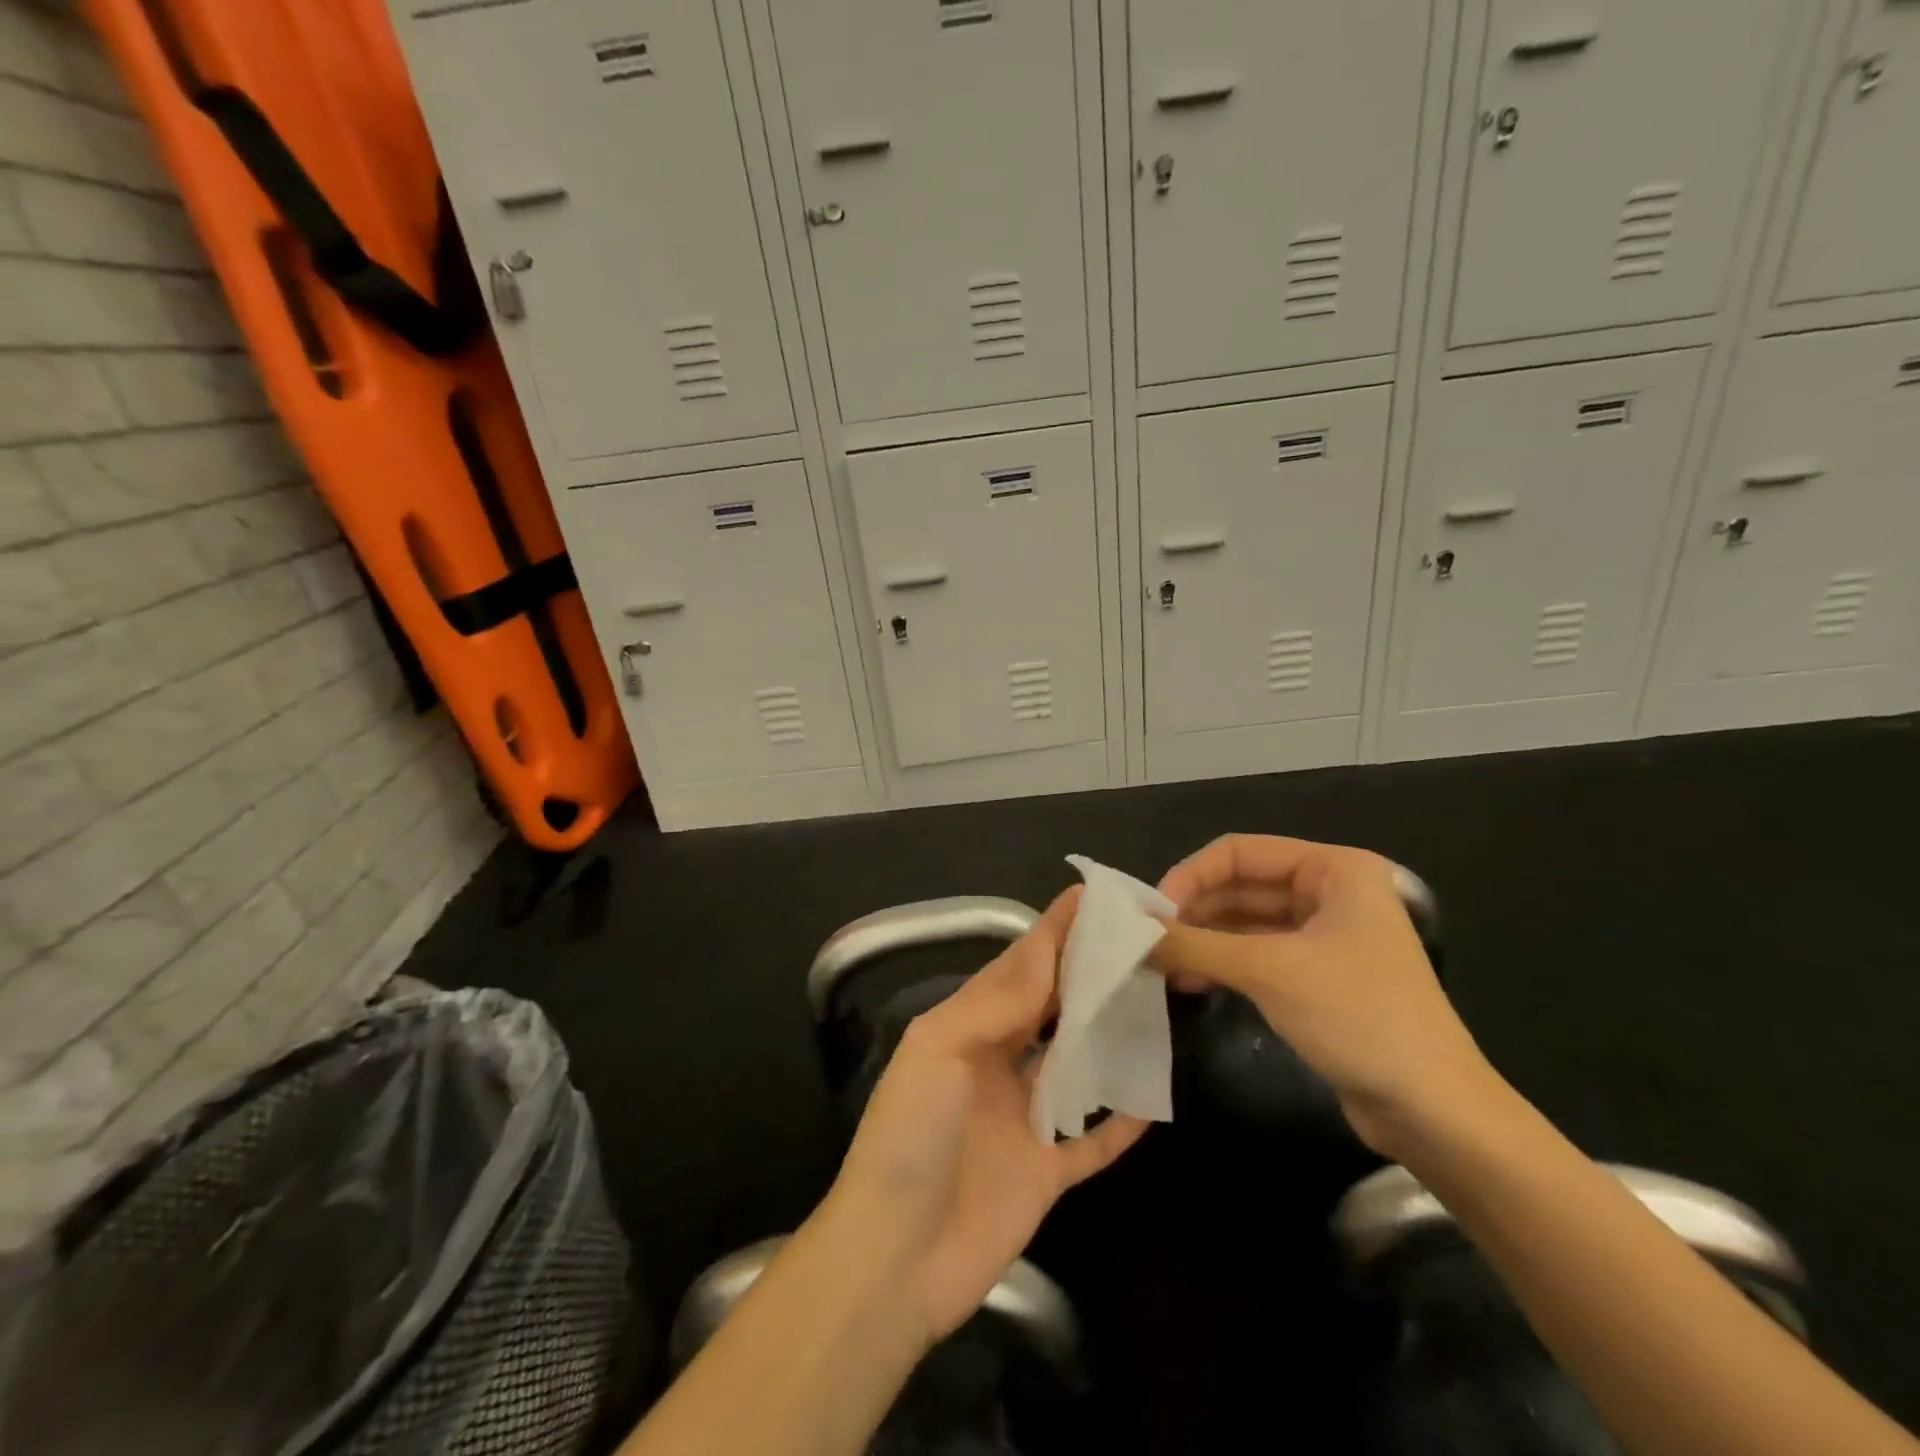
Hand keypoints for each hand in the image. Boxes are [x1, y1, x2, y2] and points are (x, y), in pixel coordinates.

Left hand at [818, 889, 1146, 1345]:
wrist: (894, 1259)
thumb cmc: (909, 1136)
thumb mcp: (938, 1049)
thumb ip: (993, 1003)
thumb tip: (1045, 958)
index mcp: (966, 1028)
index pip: (1018, 968)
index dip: (1052, 933)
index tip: (1091, 899)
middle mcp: (997, 1063)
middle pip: (1051, 1008)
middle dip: (1086, 975)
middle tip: (1137, 945)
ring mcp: (1023, 1118)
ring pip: (1076, 1064)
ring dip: (1109, 1037)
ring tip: (1155, 1005)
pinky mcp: (1045, 1172)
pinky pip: (1093, 1141)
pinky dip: (1121, 1122)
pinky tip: (1154, 1100)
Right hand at [1154, 834, 1502, 1159]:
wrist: (1435, 1112)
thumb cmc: (1358, 1017)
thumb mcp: (1268, 971)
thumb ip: (1194, 944)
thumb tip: (1130, 932)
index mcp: (1333, 869)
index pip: (1241, 852)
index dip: (1191, 875)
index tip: (1152, 912)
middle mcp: (1330, 892)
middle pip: (1241, 885)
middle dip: (1194, 911)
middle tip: (1148, 941)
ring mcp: (1325, 936)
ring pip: (1246, 922)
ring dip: (1203, 940)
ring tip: (1159, 965)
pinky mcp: (1318, 976)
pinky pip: (1257, 954)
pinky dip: (1222, 963)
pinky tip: (1188, 983)